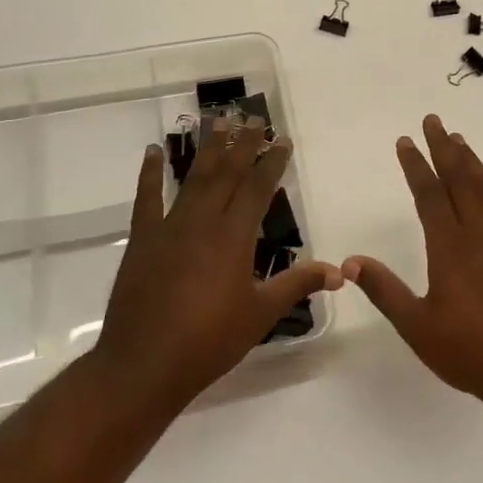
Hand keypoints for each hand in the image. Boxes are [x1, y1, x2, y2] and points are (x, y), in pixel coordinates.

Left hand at [93, 117, 333, 413]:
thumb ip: (298, 285)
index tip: (282, 139)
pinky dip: (150, 173)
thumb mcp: (261, 314)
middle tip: (253, 116)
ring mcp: (169, 228)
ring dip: (206, 148)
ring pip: (192, 178)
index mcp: (234, 237)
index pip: (257, 188)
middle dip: (242, 143)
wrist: (143, 365)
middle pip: (226, 173)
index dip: (271, 162)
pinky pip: (147, 198)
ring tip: (216, 120)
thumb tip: (340, 272)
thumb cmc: (208, 341)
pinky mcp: (142, 240)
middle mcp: (202, 222)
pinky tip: (153, 151)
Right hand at [346, 114, 482, 407]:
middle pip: (459, 180)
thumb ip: (385, 291)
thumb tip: (350, 262)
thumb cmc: (468, 350)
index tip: (405, 141)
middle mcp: (478, 234)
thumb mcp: (417, 326)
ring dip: (472, 162)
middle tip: (433, 121)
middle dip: (444, 149)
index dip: (416, 165)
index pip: (429, 195)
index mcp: (449, 247)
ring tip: (460, 139)